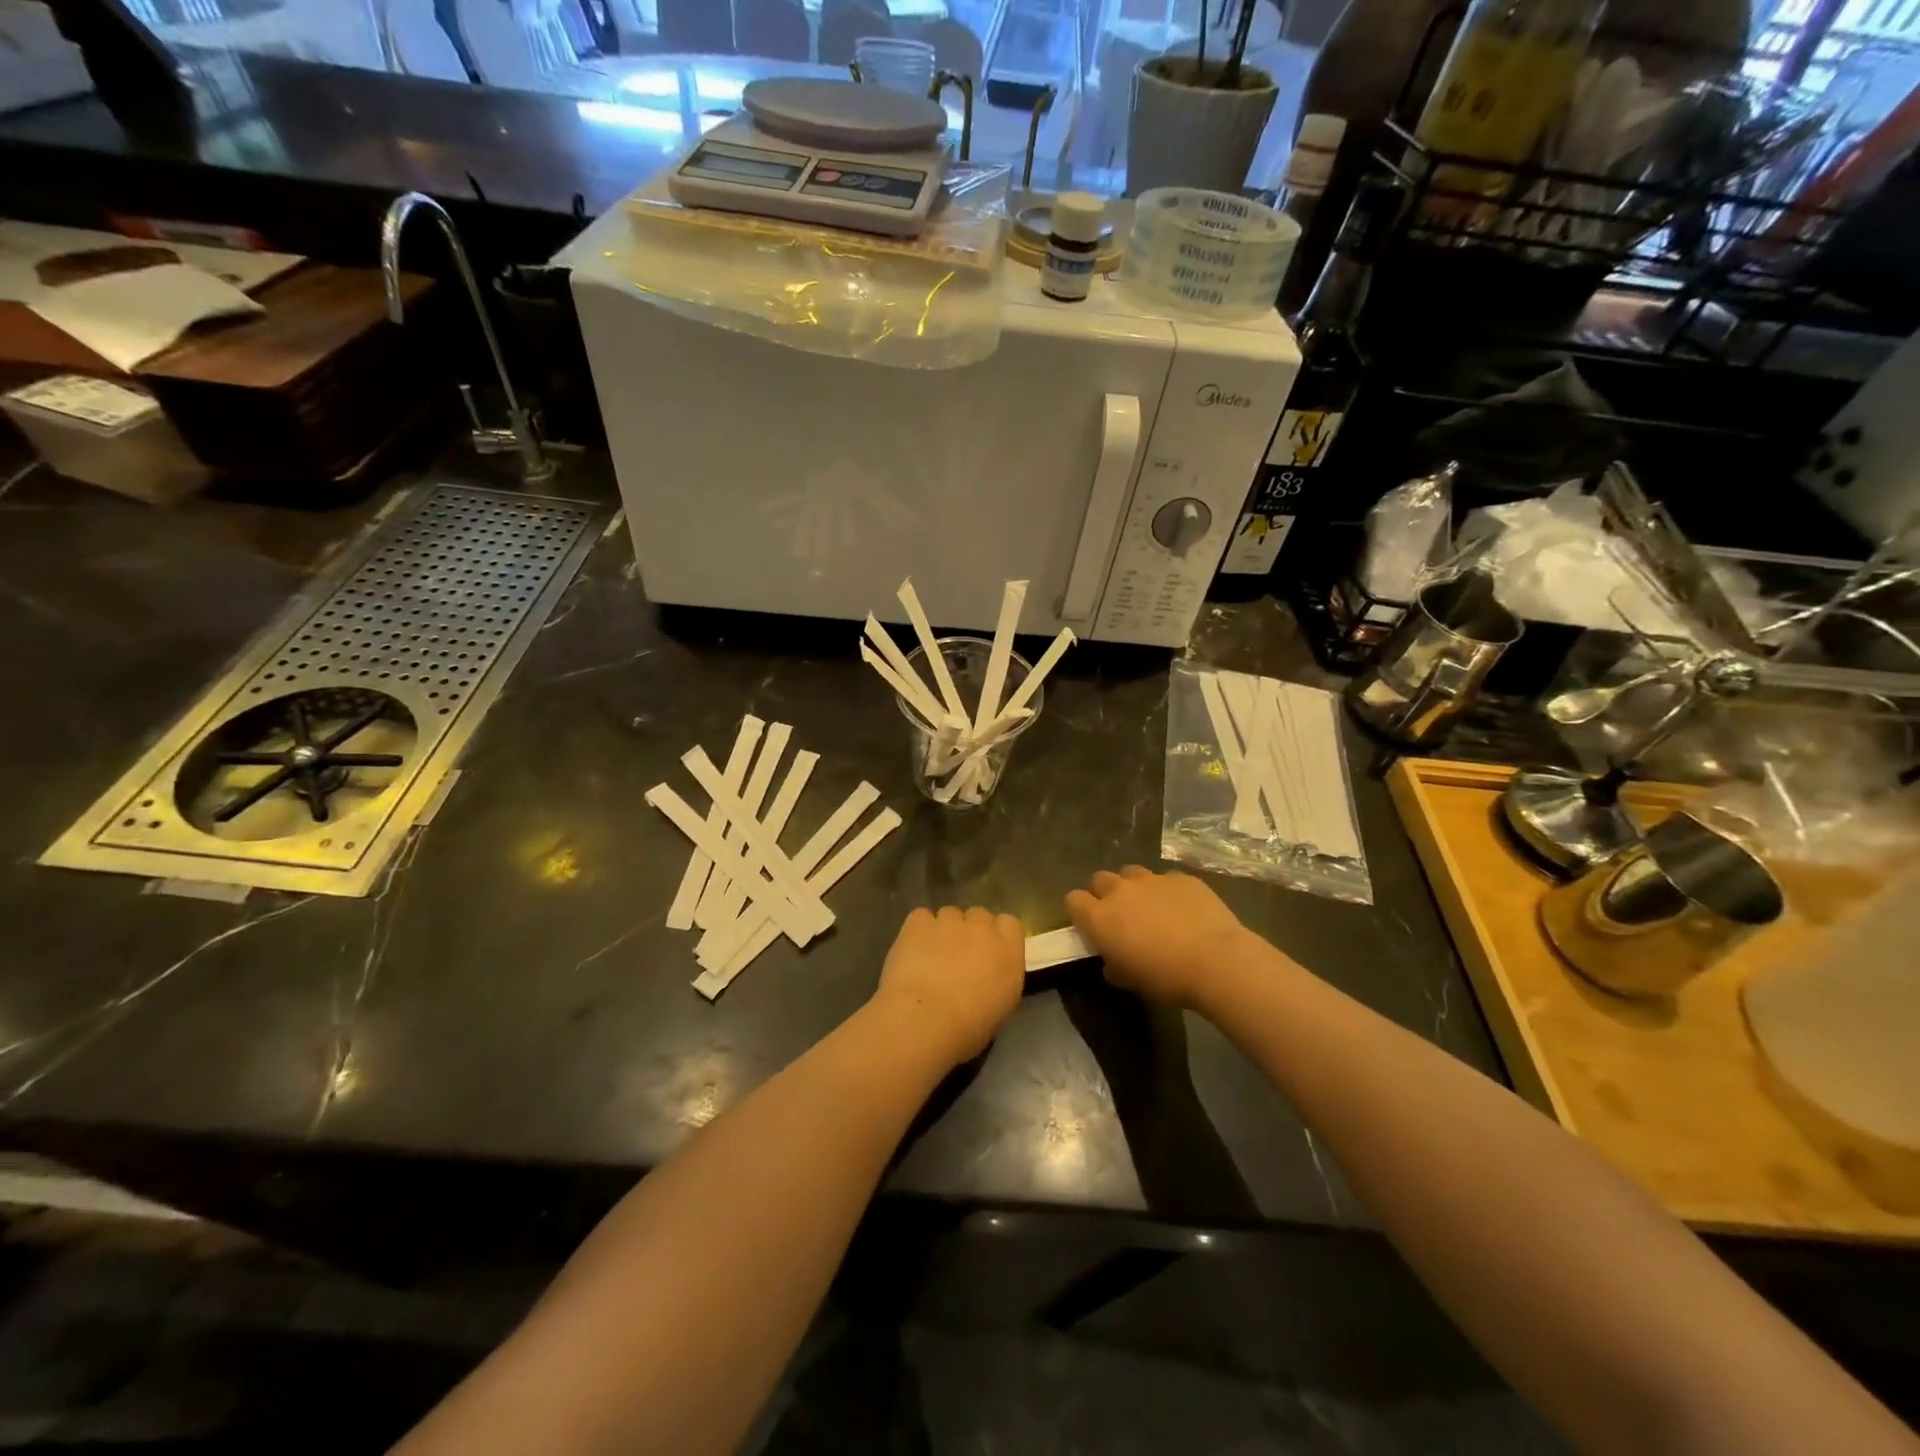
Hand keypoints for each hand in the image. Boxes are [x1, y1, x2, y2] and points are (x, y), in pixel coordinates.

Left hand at [872, 906, 1025, 1067]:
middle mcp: (982, 928)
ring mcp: (949, 921)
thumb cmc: (967, 1029)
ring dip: (943, 930)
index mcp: (1008, 952)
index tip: (987, 953)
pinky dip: (918, 930)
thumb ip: (997, 980)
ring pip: (949, 914)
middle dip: (970, 931)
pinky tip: (911, 950)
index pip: (1009, 924)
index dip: (997, 935)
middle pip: (979, 915)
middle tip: (957, 957)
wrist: (925, 1020)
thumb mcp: (999, 1008)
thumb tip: (986, 975)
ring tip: (930, 957)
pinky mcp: (919, 922)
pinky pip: (921, 917)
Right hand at [1065, 867, 1254, 1008]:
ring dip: (1135, 887)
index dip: (1080, 911)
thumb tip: (1112, 961)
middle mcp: (1120, 891)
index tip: (1090, 925)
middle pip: (1099, 879)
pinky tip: (1184, 909)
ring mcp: (1152, 879)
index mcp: (1100, 917)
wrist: (1216, 961)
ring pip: (1131, 873)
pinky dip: (1168, 891)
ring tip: (1152, 908)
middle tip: (1121, 916)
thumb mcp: (1130, 981)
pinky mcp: (1181, 877)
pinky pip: (1166, 879)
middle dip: (1105, 894)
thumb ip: (1113, 965)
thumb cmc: (1166, 978)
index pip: (1073, 899)